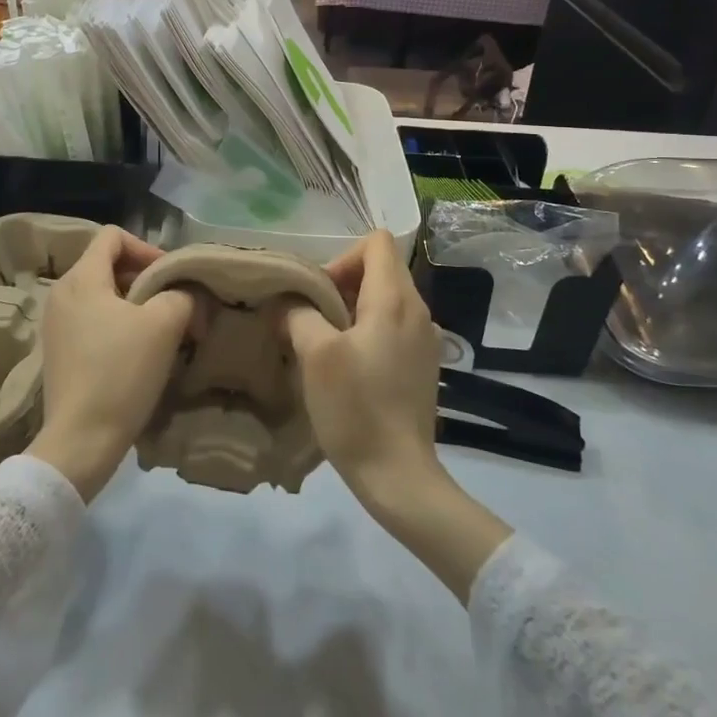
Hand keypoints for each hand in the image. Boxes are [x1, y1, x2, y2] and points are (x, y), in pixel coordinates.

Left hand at [26, 227, 195, 501]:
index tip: (170, 277)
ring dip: (135, 305)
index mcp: (81, 278)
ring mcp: (56, 325)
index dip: (147, 248)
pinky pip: (92, 321)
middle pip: (108, 265)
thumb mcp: (163, 325)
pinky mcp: (59, 352)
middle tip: (174, 305)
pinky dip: (118, 326)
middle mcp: (62, 294)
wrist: (80, 441)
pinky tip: (138, 354)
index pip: (113, 236)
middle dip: (145, 279)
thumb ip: (181, 295)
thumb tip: (185, 295)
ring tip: (161, 331)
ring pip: (103, 295)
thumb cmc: (121, 373)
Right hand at [279, 230, 513, 604]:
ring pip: (386, 299)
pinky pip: (393, 327)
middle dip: (342, 283)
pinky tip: (348, 366)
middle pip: (381, 269)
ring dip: (353, 309)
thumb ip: (299, 315)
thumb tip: (290, 304)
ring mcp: (425, 339)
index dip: (342, 256)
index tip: (320, 292)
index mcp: (395, 299)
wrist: (399, 474)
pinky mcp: (423, 365)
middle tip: (313, 317)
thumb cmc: (356, 407)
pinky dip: (368, 331)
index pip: (377, 242)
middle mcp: (419, 311)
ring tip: (326, 342)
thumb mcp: (315, 354)